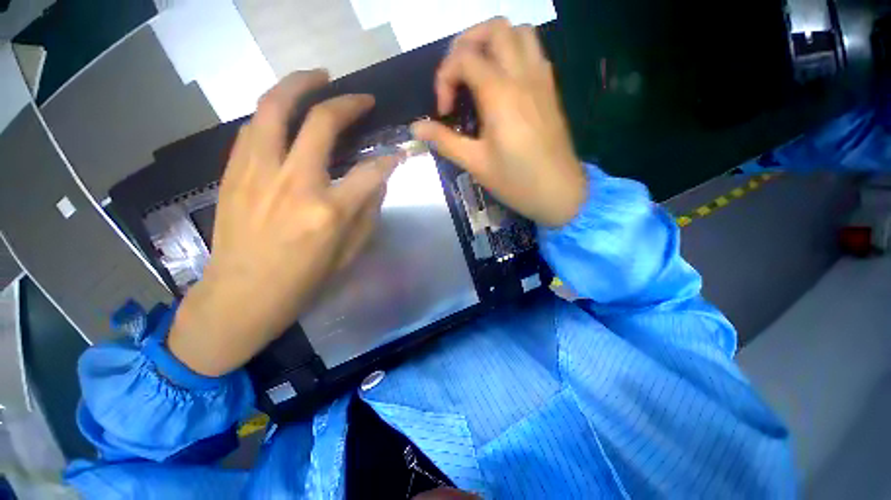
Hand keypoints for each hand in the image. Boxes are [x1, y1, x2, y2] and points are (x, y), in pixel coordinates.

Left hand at [168, 71, 398, 376]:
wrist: (241, 296)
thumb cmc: (303, 282)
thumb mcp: (349, 254)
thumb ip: (368, 213)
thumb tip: (377, 181)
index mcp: (329, 212)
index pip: (371, 172)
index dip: (390, 160)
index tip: (398, 155)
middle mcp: (295, 182)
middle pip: (321, 122)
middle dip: (348, 104)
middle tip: (361, 98)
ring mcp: (258, 173)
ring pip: (274, 108)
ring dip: (298, 85)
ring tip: (317, 77)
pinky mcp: (234, 173)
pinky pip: (254, 128)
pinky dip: (273, 112)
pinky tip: (286, 113)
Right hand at [411, 18, 586, 227]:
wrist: (559, 192)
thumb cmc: (516, 181)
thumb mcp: (475, 164)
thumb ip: (445, 140)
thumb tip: (416, 128)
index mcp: (500, 94)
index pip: (464, 58)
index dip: (444, 78)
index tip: (444, 111)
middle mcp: (522, 76)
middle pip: (494, 29)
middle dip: (466, 44)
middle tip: (457, 77)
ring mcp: (541, 79)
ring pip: (519, 33)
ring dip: (493, 43)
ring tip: (478, 72)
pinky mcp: (550, 89)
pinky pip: (534, 51)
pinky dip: (513, 53)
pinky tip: (503, 82)